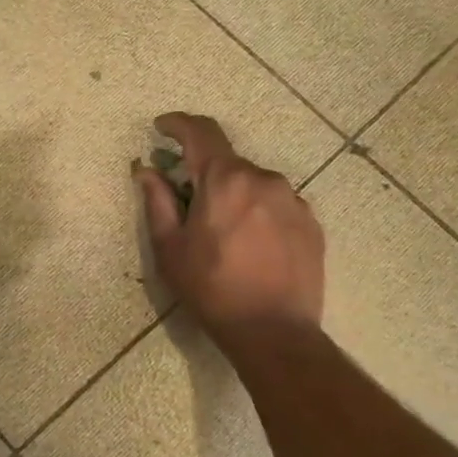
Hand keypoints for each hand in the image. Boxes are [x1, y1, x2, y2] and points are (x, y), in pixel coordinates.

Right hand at [134, 113, 323, 342]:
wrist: (274, 332)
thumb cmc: (212, 290)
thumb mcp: (171, 249)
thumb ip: (157, 202)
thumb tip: (146, 171)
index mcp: (225, 179)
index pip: (200, 132)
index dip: (177, 124)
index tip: (161, 128)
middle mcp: (263, 178)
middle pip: (227, 163)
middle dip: (204, 174)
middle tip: (188, 204)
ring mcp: (293, 200)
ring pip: (254, 184)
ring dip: (234, 195)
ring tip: (224, 234)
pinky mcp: (311, 223)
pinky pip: (276, 205)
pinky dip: (258, 212)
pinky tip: (252, 245)